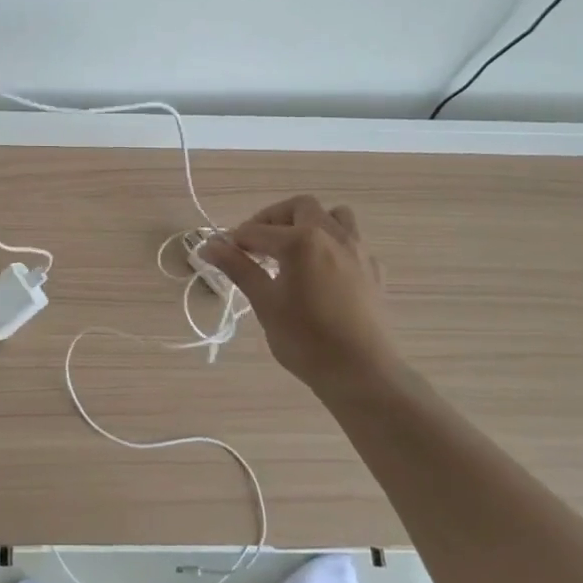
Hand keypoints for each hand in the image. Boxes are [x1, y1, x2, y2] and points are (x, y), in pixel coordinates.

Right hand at [202, 195, 396, 394]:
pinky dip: (333, 244)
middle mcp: (332, 235)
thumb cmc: (306, 340)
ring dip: (311, 222)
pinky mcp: (374, 270)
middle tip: (257, 246)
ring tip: (294, 249)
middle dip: (274, 219)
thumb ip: (238, 267)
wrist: (363, 374)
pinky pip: (353, 241)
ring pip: (334, 216)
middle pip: (299, 207)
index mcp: (301, 241)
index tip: (223, 254)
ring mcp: (358, 251)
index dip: (235, 240)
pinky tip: (323, 272)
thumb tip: (208, 245)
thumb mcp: (265, 303)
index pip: (257, 230)